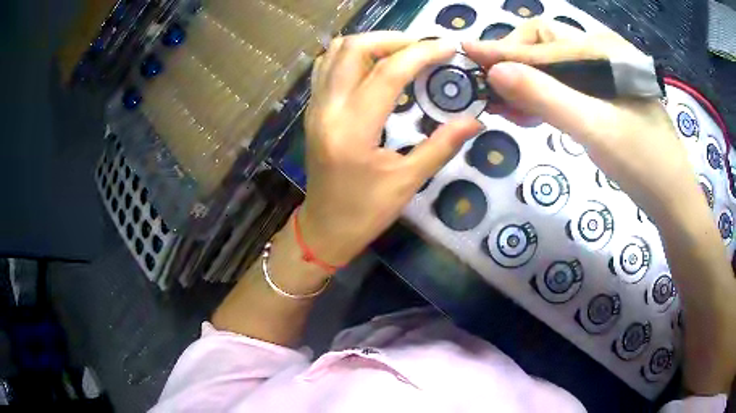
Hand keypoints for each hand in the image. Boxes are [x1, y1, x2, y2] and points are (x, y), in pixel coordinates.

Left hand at [300, 32, 483, 266]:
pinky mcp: (313, 109)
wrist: (325, 227)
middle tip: (423, 48)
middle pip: (353, 48)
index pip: (388, 73)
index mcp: (353, 130)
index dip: (421, 53)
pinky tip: (374, 65)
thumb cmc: (365, 212)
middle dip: (392, 39)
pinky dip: (352, 55)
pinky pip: (327, 66)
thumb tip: (475, 120)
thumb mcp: (407, 182)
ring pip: (335, 52)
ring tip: (402, 52)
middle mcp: (327, 109)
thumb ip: (443, 145)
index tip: (447, 47)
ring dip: (371, 43)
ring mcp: (315, 107)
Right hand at [463, 19, 702, 217]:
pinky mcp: (607, 96)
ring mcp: (606, 75)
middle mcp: (603, 53)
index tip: (467, 53)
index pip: (543, 41)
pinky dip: (545, 96)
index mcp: (604, 50)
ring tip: (505, 105)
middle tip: (491, 89)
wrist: (673, 199)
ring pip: (555, 67)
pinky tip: (531, 112)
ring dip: (527, 81)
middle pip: (546, 44)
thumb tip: (494, 73)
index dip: (504, 49)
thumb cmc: (643, 164)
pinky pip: (567, 86)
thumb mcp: (594, 129)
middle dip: (515, 62)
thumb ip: (545, 96)